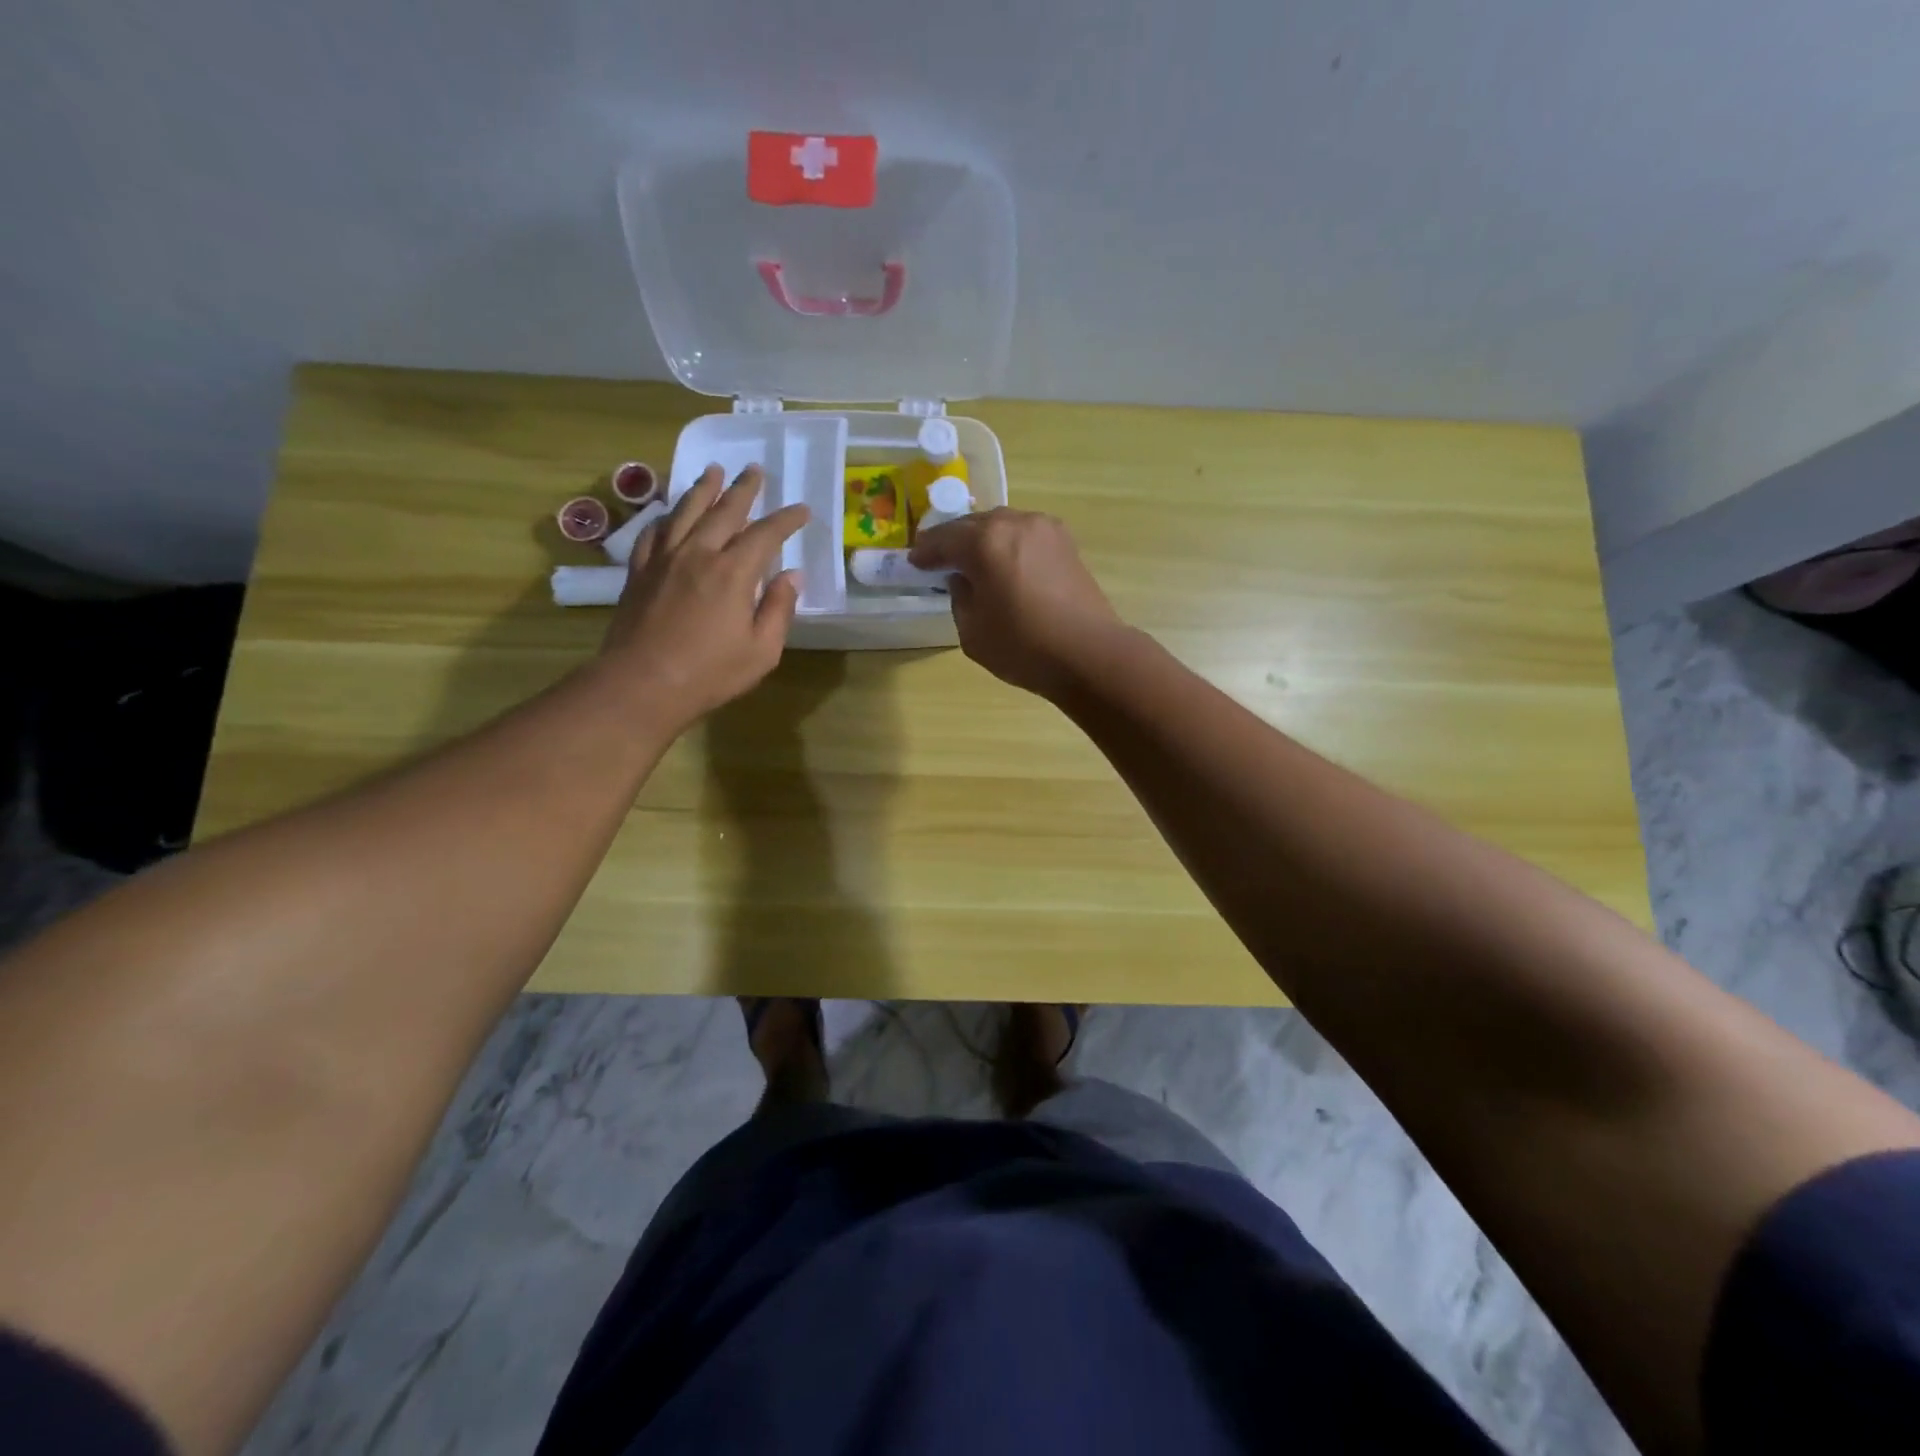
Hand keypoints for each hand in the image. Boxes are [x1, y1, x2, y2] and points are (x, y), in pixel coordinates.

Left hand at [597, 464, 807, 729]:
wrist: (642, 684)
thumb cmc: (710, 673)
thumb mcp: (762, 651)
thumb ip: (779, 609)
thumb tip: (792, 577)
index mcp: (733, 572)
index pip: (766, 534)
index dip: (786, 519)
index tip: (802, 510)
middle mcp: (698, 554)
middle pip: (724, 511)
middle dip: (743, 489)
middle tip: (755, 469)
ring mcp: (664, 560)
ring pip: (685, 512)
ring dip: (703, 489)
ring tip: (713, 471)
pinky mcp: (639, 572)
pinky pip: (653, 533)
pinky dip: (666, 517)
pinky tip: (671, 514)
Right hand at [909, 508, 1123, 699]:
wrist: (1089, 654)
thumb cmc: (1024, 647)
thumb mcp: (972, 631)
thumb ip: (960, 597)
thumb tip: (964, 579)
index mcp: (985, 542)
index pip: (944, 539)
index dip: (925, 552)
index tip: (914, 562)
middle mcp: (1015, 523)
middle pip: (973, 525)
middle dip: (954, 541)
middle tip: (939, 558)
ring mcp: (1045, 529)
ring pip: (1002, 526)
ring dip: (983, 540)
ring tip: (973, 561)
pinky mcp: (1066, 543)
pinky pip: (1025, 535)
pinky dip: (1009, 545)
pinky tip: (1005, 565)